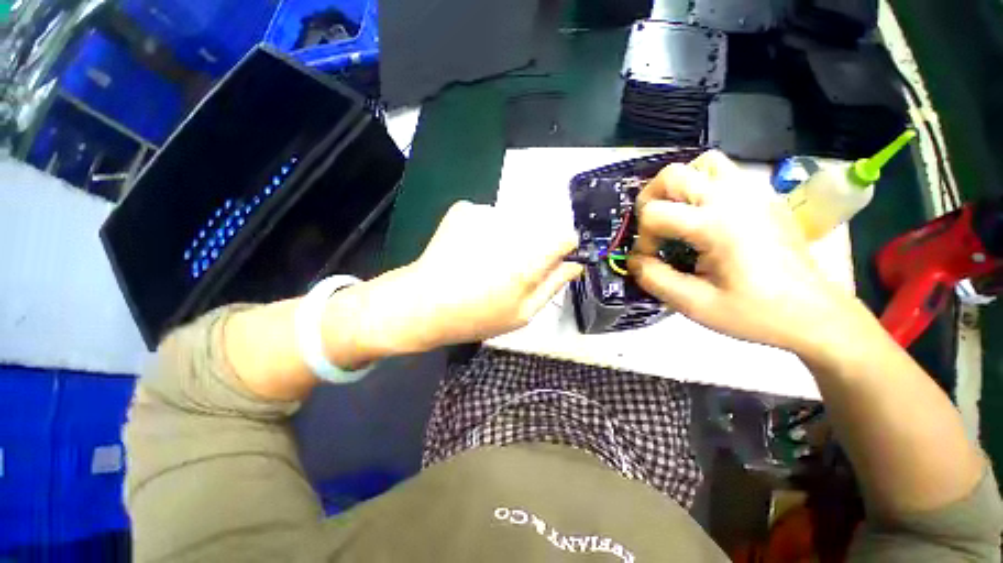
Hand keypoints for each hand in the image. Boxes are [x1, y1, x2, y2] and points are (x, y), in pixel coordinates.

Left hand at [340, 201, 582, 357]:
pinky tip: (470, 250)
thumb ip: (553, 285)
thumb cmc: (476, 316)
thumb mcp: (522, 313)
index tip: (554, 260)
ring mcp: (485, 215)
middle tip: (512, 269)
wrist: (422, 303)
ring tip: (488, 262)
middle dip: (533, 246)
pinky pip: (490, 217)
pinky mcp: (466, 209)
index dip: (563, 248)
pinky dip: (486, 231)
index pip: (564, 236)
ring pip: (515, 221)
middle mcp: (511, 230)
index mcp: (528, 260)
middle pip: (540, 228)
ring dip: (509, 238)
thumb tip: (574, 264)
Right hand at [628, 151, 855, 354]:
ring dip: (678, 187)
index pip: (654, 213)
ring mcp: (753, 192)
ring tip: (675, 214)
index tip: (651, 260)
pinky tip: (702, 214)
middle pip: (672, 175)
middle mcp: (734, 198)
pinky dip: (702, 185)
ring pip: (701, 163)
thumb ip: (655, 279)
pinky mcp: (763, 196)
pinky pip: (724, 172)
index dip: (642, 238)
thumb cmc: (754, 313)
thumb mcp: (695, 305)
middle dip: (649, 201)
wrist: (814, 314)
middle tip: (652, 229)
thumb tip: (633, 260)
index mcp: (717, 225)